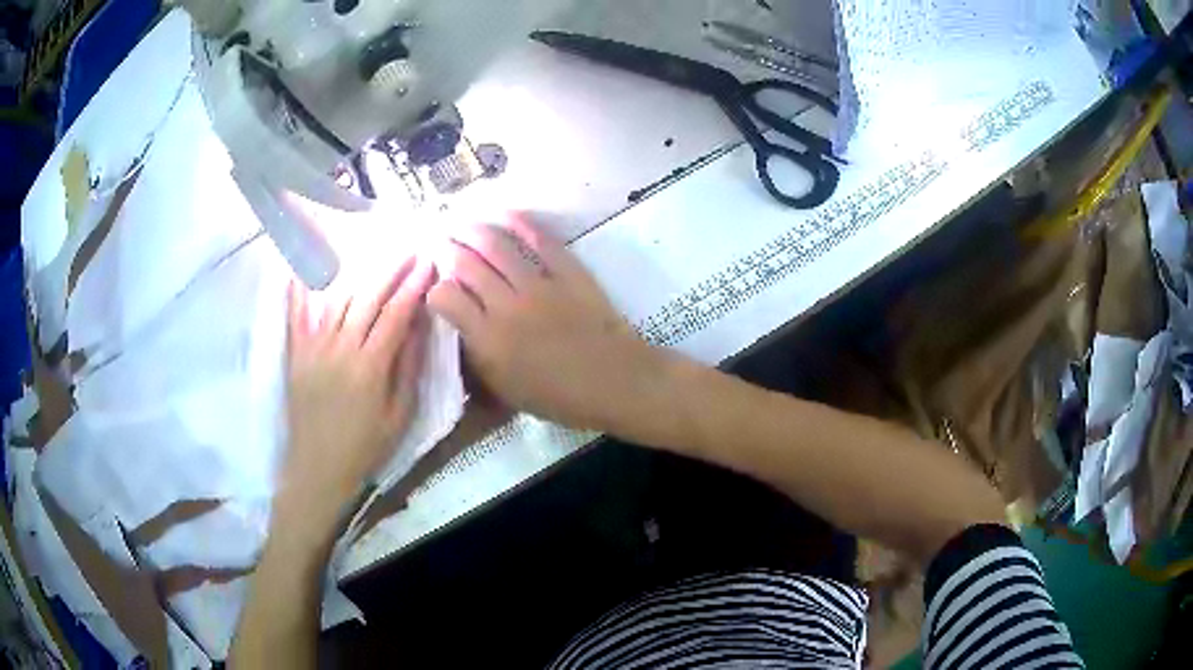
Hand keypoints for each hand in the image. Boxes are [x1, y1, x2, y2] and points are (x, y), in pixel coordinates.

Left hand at [278, 258, 433, 537]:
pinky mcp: (296, 353)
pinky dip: (299, 288)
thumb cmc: (364, 447)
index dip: (413, 287)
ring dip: (359, 273)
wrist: (317, 467)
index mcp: (370, 367)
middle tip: (409, 250)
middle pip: (368, 298)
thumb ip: (407, 369)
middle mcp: (340, 348)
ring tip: (376, 254)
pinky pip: (296, 314)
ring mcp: (314, 348)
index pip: (395, 315)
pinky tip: (302, 266)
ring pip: (338, 299)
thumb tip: (418, 326)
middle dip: (391, 271)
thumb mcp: (399, 416)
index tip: (428, 264)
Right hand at [428, 215, 662, 430]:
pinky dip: (521, 224)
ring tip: (462, 223)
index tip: (436, 285)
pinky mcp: (568, 271)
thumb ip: (478, 357)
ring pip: (496, 246)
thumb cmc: (560, 398)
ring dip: (474, 230)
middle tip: (440, 242)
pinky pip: (540, 241)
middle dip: (447, 249)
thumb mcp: (506, 389)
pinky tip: (506, 214)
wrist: (615, 382)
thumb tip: (460, 327)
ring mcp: (539, 284)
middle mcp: (506, 306)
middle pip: (466, 264)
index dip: (435, 287)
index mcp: (488, 340)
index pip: (446, 298)